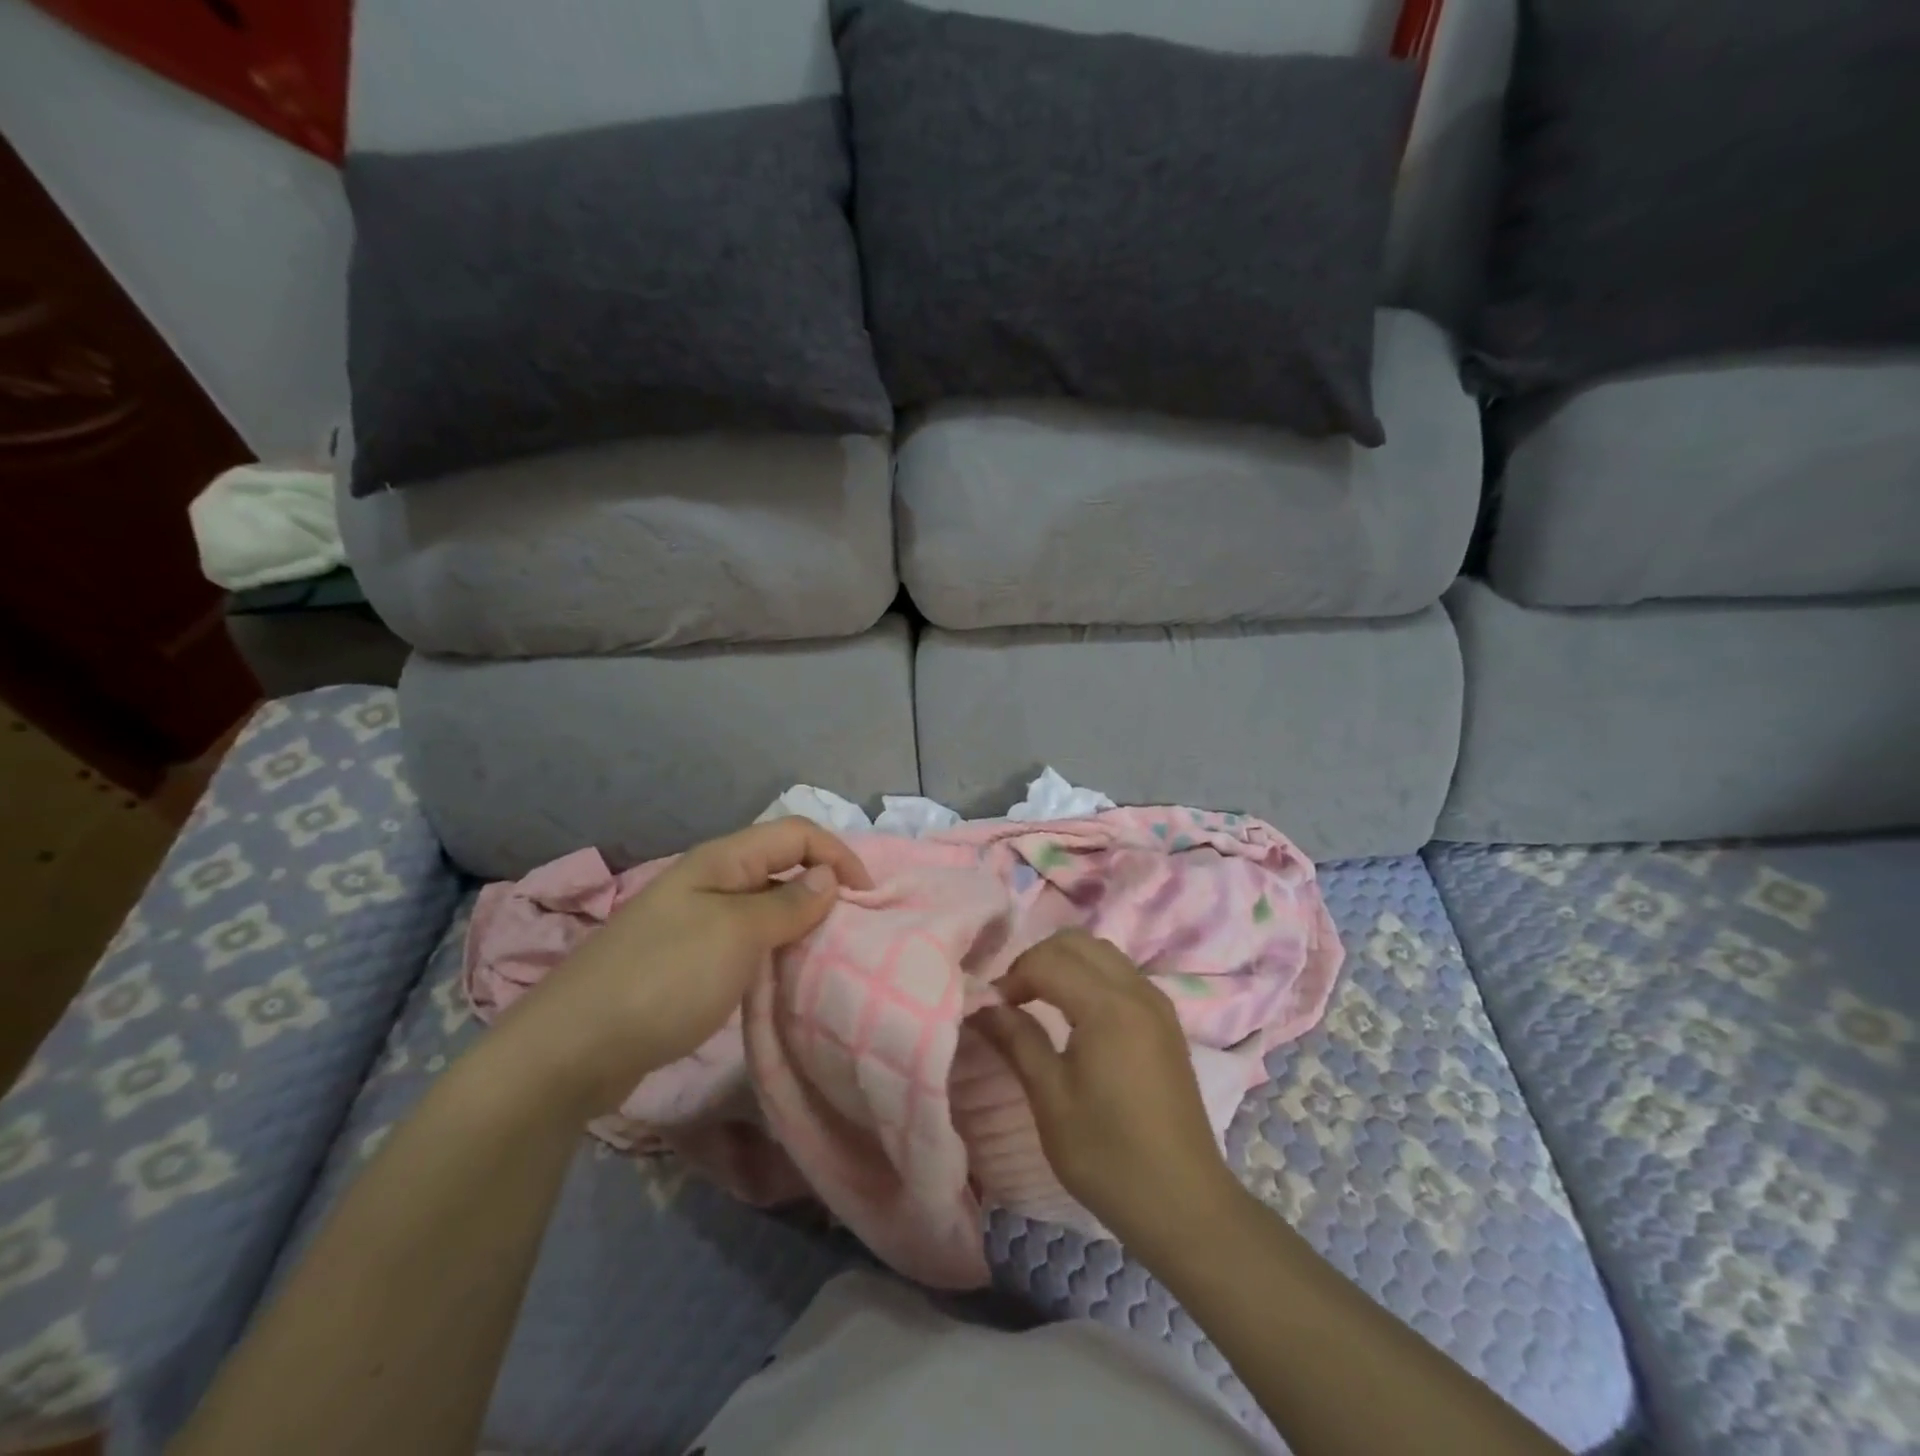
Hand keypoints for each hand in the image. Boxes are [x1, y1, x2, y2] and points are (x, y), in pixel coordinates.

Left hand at [492, 818, 872, 1118]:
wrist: (572, 1048)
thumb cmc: (664, 979)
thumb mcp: (737, 935)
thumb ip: (788, 903)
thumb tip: (827, 878)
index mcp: (722, 860)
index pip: (797, 833)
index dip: (838, 855)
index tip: (867, 899)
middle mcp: (710, 881)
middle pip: (782, 865)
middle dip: (823, 887)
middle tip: (853, 929)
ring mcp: (695, 921)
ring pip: (765, 905)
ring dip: (799, 922)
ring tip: (827, 954)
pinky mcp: (687, 961)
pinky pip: (745, 941)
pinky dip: (773, 951)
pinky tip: (784, 978)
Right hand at [972, 930, 1242, 1251]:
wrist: (1185, 1204)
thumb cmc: (1108, 1156)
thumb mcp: (1051, 1099)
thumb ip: (1017, 1040)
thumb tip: (983, 1006)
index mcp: (1109, 1006)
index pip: (1048, 961)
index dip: (1011, 977)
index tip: (989, 1010)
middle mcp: (1137, 991)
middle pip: (1077, 942)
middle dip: (1037, 960)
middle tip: (1012, 999)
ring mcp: (1157, 1004)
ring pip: (1102, 953)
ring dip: (1064, 964)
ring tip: (1038, 1002)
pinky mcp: (1166, 1021)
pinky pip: (1121, 974)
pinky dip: (1090, 977)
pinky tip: (1075, 1015)